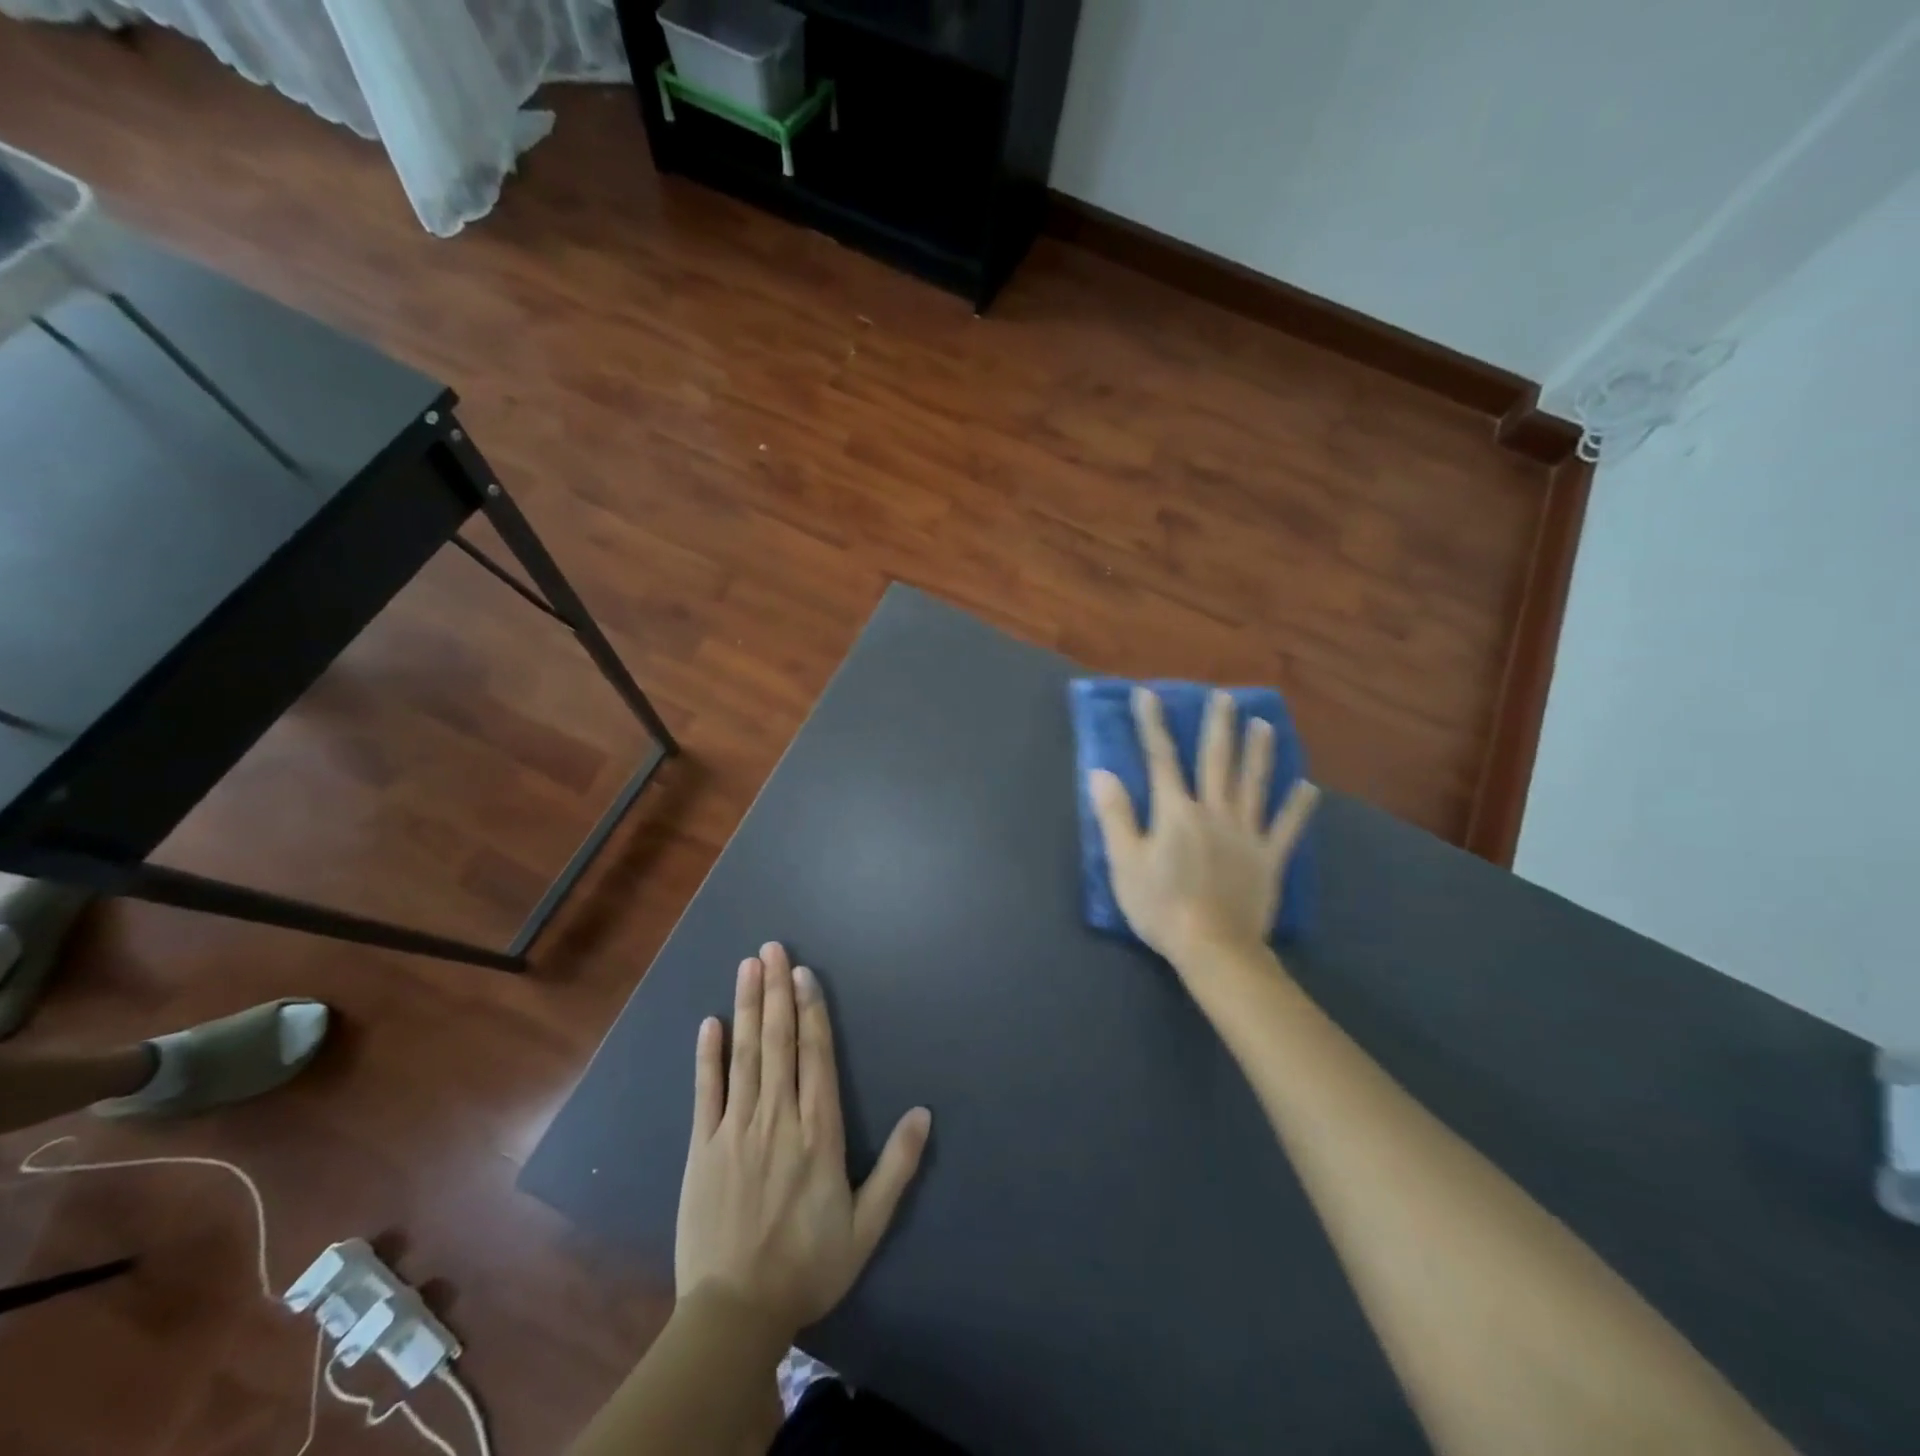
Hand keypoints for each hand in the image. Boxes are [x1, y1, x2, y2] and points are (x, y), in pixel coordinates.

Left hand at [675, 942, 931, 1339]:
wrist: (735, 1313)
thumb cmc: (808, 1265)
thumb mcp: (867, 1224)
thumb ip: (898, 1166)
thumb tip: (924, 1113)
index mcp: (818, 1133)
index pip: (815, 1056)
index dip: (810, 1010)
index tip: (802, 973)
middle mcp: (778, 1119)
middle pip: (777, 1043)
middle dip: (775, 991)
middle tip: (771, 948)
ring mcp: (736, 1130)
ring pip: (744, 1056)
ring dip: (746, 1008)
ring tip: (747, 967)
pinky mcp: (702, 1149)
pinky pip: (705, 1093)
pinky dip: (707, 1056)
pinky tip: (709, 1023)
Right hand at [1089, 688, 1317, 966]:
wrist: (1213, 947)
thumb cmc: (1160, 906)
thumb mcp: (1125, 862)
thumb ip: (1115, 815)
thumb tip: (1101, 773)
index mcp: (1176, 812)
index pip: (1161, 759)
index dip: (1153, 725)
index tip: (1149, 694)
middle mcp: (1214, 812)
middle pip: (1217, 761)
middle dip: (1218, 726)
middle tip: (1225, 697)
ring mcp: (1246, 834)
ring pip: (1254, 784)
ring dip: (1259, 752)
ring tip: (1265, 724)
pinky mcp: (1269, 858)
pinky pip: (1287, 828)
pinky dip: (1298, 808)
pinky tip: (1309, 788)